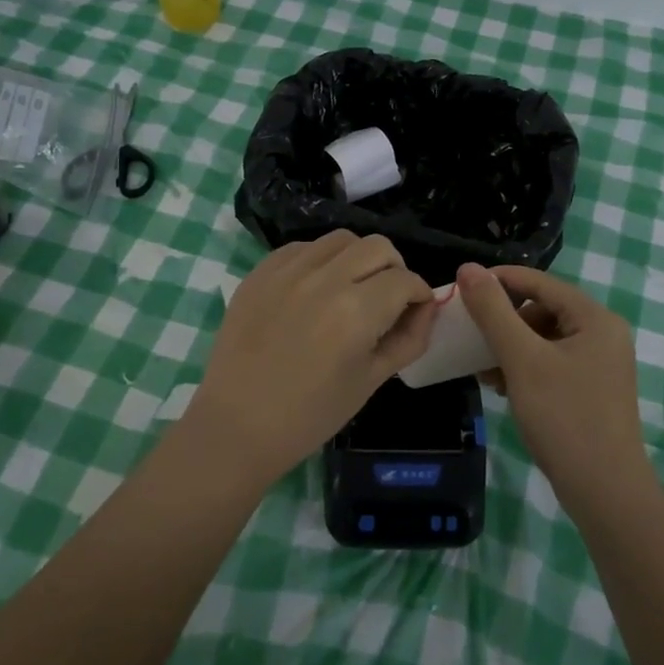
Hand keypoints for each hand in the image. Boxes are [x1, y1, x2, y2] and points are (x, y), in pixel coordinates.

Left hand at [192, 231, 438, 485]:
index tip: (415, 312)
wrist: (237, 426)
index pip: (406, 280)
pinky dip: (320, 260)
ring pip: (341, 239)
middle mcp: (324, 279)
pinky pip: (303, 247)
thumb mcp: (371, 381)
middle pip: (378, 246)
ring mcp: (288, 271)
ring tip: (351, 288)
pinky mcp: (260, 272)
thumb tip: (426, 308)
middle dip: (394, 269)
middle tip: (387, 299)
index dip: (420, 295)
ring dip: (357, 258)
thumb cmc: (310, 415)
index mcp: (356, 312)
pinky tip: (315, 289)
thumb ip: (408, 339)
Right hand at [456, 263, 647, 508]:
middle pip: (543, 309)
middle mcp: (603, 333)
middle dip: (505, 322)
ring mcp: (601, 363)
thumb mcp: (522, 360)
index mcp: (595, 318)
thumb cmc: (564, 418)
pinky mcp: (593, 389)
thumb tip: (468, 268)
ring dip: (512, 347)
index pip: (540, 283)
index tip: (462, 290)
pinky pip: (553, 362)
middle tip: (474, 339)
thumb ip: (493, 312)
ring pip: (545, 338)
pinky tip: (503, 386)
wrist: (605, 492)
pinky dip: (526, 368)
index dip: (500, 281)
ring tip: (485, 369)